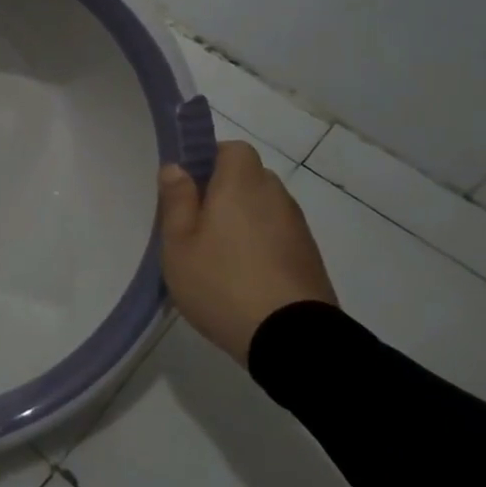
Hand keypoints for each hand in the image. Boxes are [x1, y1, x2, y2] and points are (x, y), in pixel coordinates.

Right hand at [157, 141, 336, 364]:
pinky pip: (277, 236)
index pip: (233, 149)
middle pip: (248, 178)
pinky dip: (260, 245)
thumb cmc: (221, 281)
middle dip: (224, 192)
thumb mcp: (179, 242)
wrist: (290, 337)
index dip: (210, 160)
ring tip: (216, 256)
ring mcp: (297, 228)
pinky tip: (241, 276)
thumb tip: (176, 167)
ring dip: (242, 221)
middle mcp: (275, 196)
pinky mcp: (309, 258)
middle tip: (195, 224)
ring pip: (263, 209)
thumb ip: (177, 200)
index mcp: (242, 184)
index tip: (188, 187)